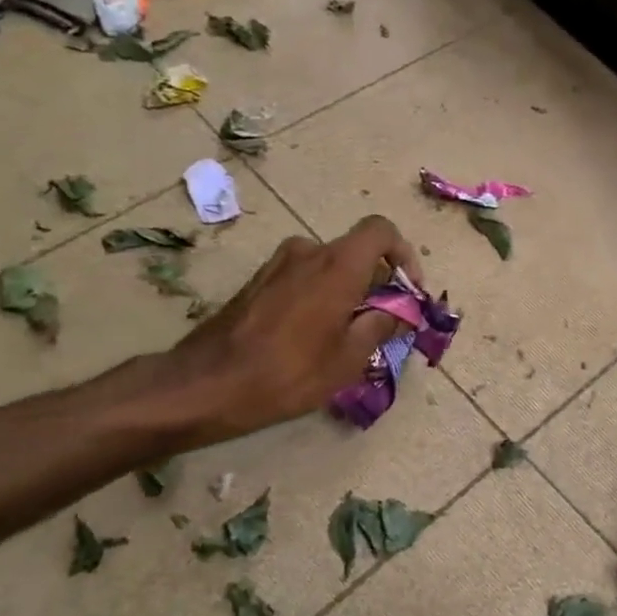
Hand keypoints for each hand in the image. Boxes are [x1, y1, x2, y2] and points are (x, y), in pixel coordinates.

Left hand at [164, 214, 422, 445]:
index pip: (381, 231)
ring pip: (329, 267)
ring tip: (349, 333)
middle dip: (378, 283)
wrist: (207, 384)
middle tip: (384, 323)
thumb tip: (401, 311)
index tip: (408, 290)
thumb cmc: (289, 372)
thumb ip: (381, 325)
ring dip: (348, 291)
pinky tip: (314, 336)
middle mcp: (308, 252)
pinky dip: (321, 296)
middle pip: (356, 252)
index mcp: (337, 265)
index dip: (403, 254)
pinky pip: (303, 278)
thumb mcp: (350, 358)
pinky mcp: (258, 281)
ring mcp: (278, 264)